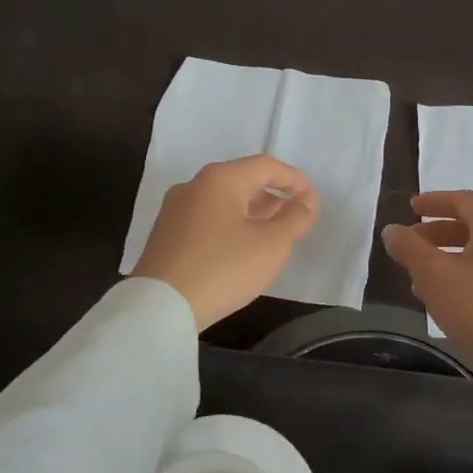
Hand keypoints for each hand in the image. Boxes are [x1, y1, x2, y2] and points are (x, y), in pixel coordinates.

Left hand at [132, 156, 319, 328]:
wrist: (160, 306)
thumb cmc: (223, 268)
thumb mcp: (271, 245)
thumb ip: (295, 218)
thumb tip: (305, 201)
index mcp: (220, 179)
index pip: (265, 166)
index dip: (294, 180)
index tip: (312, 200)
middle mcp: (193, 185)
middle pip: (241, 180)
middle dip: (271, 195)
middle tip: (293, 216)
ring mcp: (174, 209)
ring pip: (222, 200)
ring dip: (251, 211)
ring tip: (270, 232)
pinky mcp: (165, 234)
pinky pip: (206, 218)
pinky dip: (229, 224)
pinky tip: (239, 247)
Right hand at [381, 191, 472, 372]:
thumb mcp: (432, 273)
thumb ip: (409, 247)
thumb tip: (393, 231)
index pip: (463, 201)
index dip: (434, 202)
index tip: (411, 208)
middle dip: (439, 233)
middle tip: (412, 245)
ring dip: (451, 258)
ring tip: (424, 277)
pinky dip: (470, 275)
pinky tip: (451, 297)